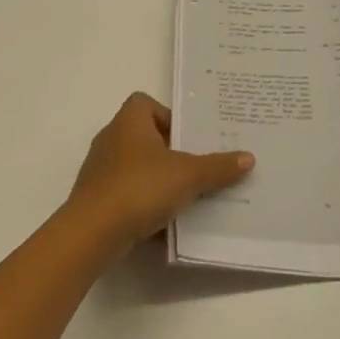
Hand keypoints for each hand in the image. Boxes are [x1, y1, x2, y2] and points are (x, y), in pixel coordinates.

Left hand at [66, 93, 253, 259]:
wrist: (91, 235)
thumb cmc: (139, 188)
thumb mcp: (188, 176)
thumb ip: (218, 167)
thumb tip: (248, 158)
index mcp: (129, 122)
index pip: (145, 103)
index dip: (168, 116)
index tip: (188, 137)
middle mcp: (111, 139)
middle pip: (144, 136)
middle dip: (169, 151)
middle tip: (196, 166)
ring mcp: (99, 171)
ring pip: (135, 168)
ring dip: (157, 180)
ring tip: (185, 196)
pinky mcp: (95, 200)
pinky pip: (126, 195)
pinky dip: (143, 205)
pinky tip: (163, 223)